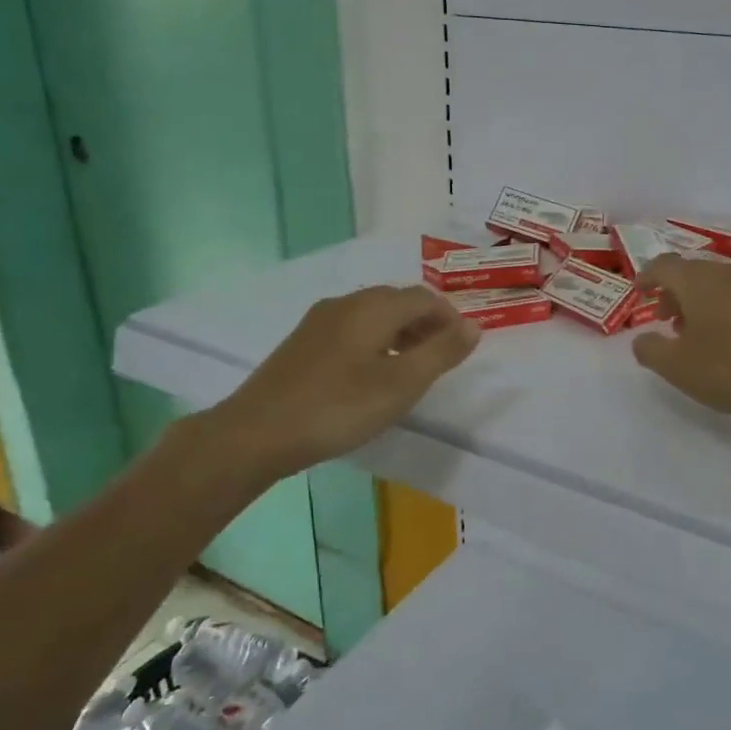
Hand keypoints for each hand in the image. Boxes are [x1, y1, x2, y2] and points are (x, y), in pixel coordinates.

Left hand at [200, 285, 479, 488]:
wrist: (256, 432)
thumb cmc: (338, 407)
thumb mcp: (402, 384)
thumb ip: (441, 352)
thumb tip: (473, 326)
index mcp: (373, 307)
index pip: (424, 297)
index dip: (450, 317)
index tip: (463, 346)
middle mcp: (346, 303)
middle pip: (397, 301)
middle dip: (426, 323)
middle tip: (441, 357)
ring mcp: (319, 321)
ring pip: (372, 315)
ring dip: (400, 332)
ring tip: (411, 368)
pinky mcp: (302, 343)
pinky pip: (351, 329)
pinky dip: (375, 341)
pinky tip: (371, 374)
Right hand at [632, 254, 730, 439]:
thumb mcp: (677, 368)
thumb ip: (650, 350)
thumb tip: (641, 339)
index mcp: (698, 281)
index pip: (664, 265)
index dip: (647, 277)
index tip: (639, 292)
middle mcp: (727, 274)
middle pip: (691, 272)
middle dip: (673, 291)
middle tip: (664, 319)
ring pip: (717, 283)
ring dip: (699, 301)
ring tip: (693, 333)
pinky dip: (722, 308)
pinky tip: (725, 338)